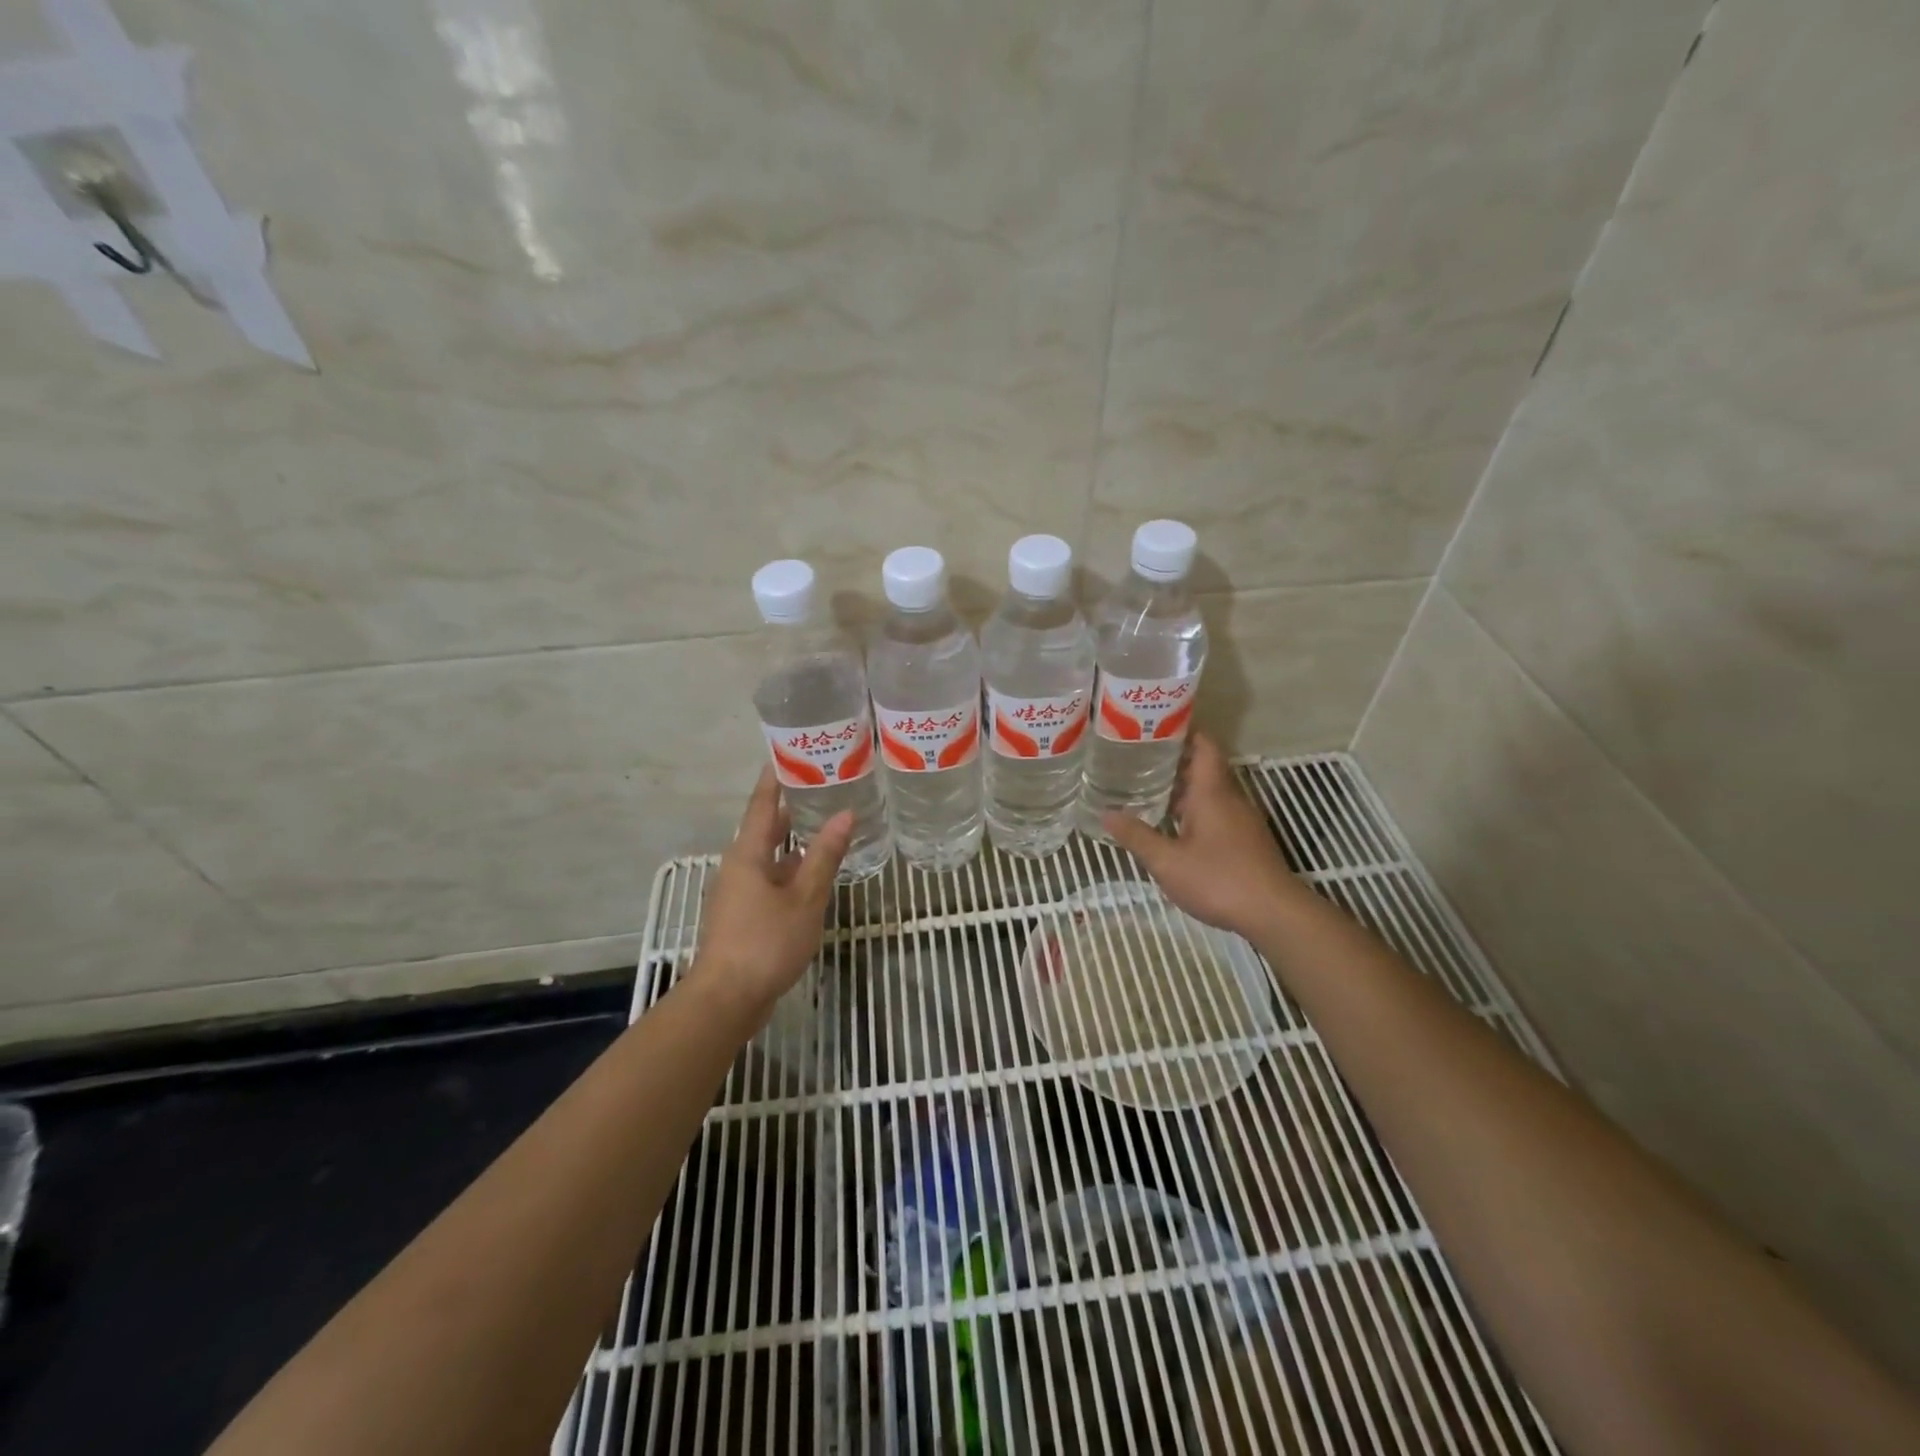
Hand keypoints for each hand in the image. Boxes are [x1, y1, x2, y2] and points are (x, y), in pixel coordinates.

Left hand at [687, 768, 852, 1026]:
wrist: (727, 999)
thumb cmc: (766, 942)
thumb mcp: (804, 898)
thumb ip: (824, 856)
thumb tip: (845, 814)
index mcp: (748, 853)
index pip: (763, 803)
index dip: (776, 777)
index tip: (790, 751)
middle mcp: (739, 866)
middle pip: (766, 827)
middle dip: (792, 805)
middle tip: (823, 784)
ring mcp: (739, 892)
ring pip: (771, 855)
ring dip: (795, 840)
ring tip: (827, 823)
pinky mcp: (745, 914)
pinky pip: (771, 879)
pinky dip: (793, 868)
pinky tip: (815, 873)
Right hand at [1102, 732, 1306, 937]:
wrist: (1274, 913)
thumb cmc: (1218, 879)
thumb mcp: (1167, 861)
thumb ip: (1137, 836)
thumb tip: (1106, 814)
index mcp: (1212, 793)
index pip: (1204, 746)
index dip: (1185, 730)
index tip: (1157, 725)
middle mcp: (1230, 798)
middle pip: (1205, 767)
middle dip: (1176, 760)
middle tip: (1140, 757)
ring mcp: (1242, 820)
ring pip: (1212, 791)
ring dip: (1185, 787)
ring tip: (1150, 788)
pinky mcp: (1247, 840)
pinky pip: (1218, 811)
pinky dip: (1196, 808)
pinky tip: (1174, 825)